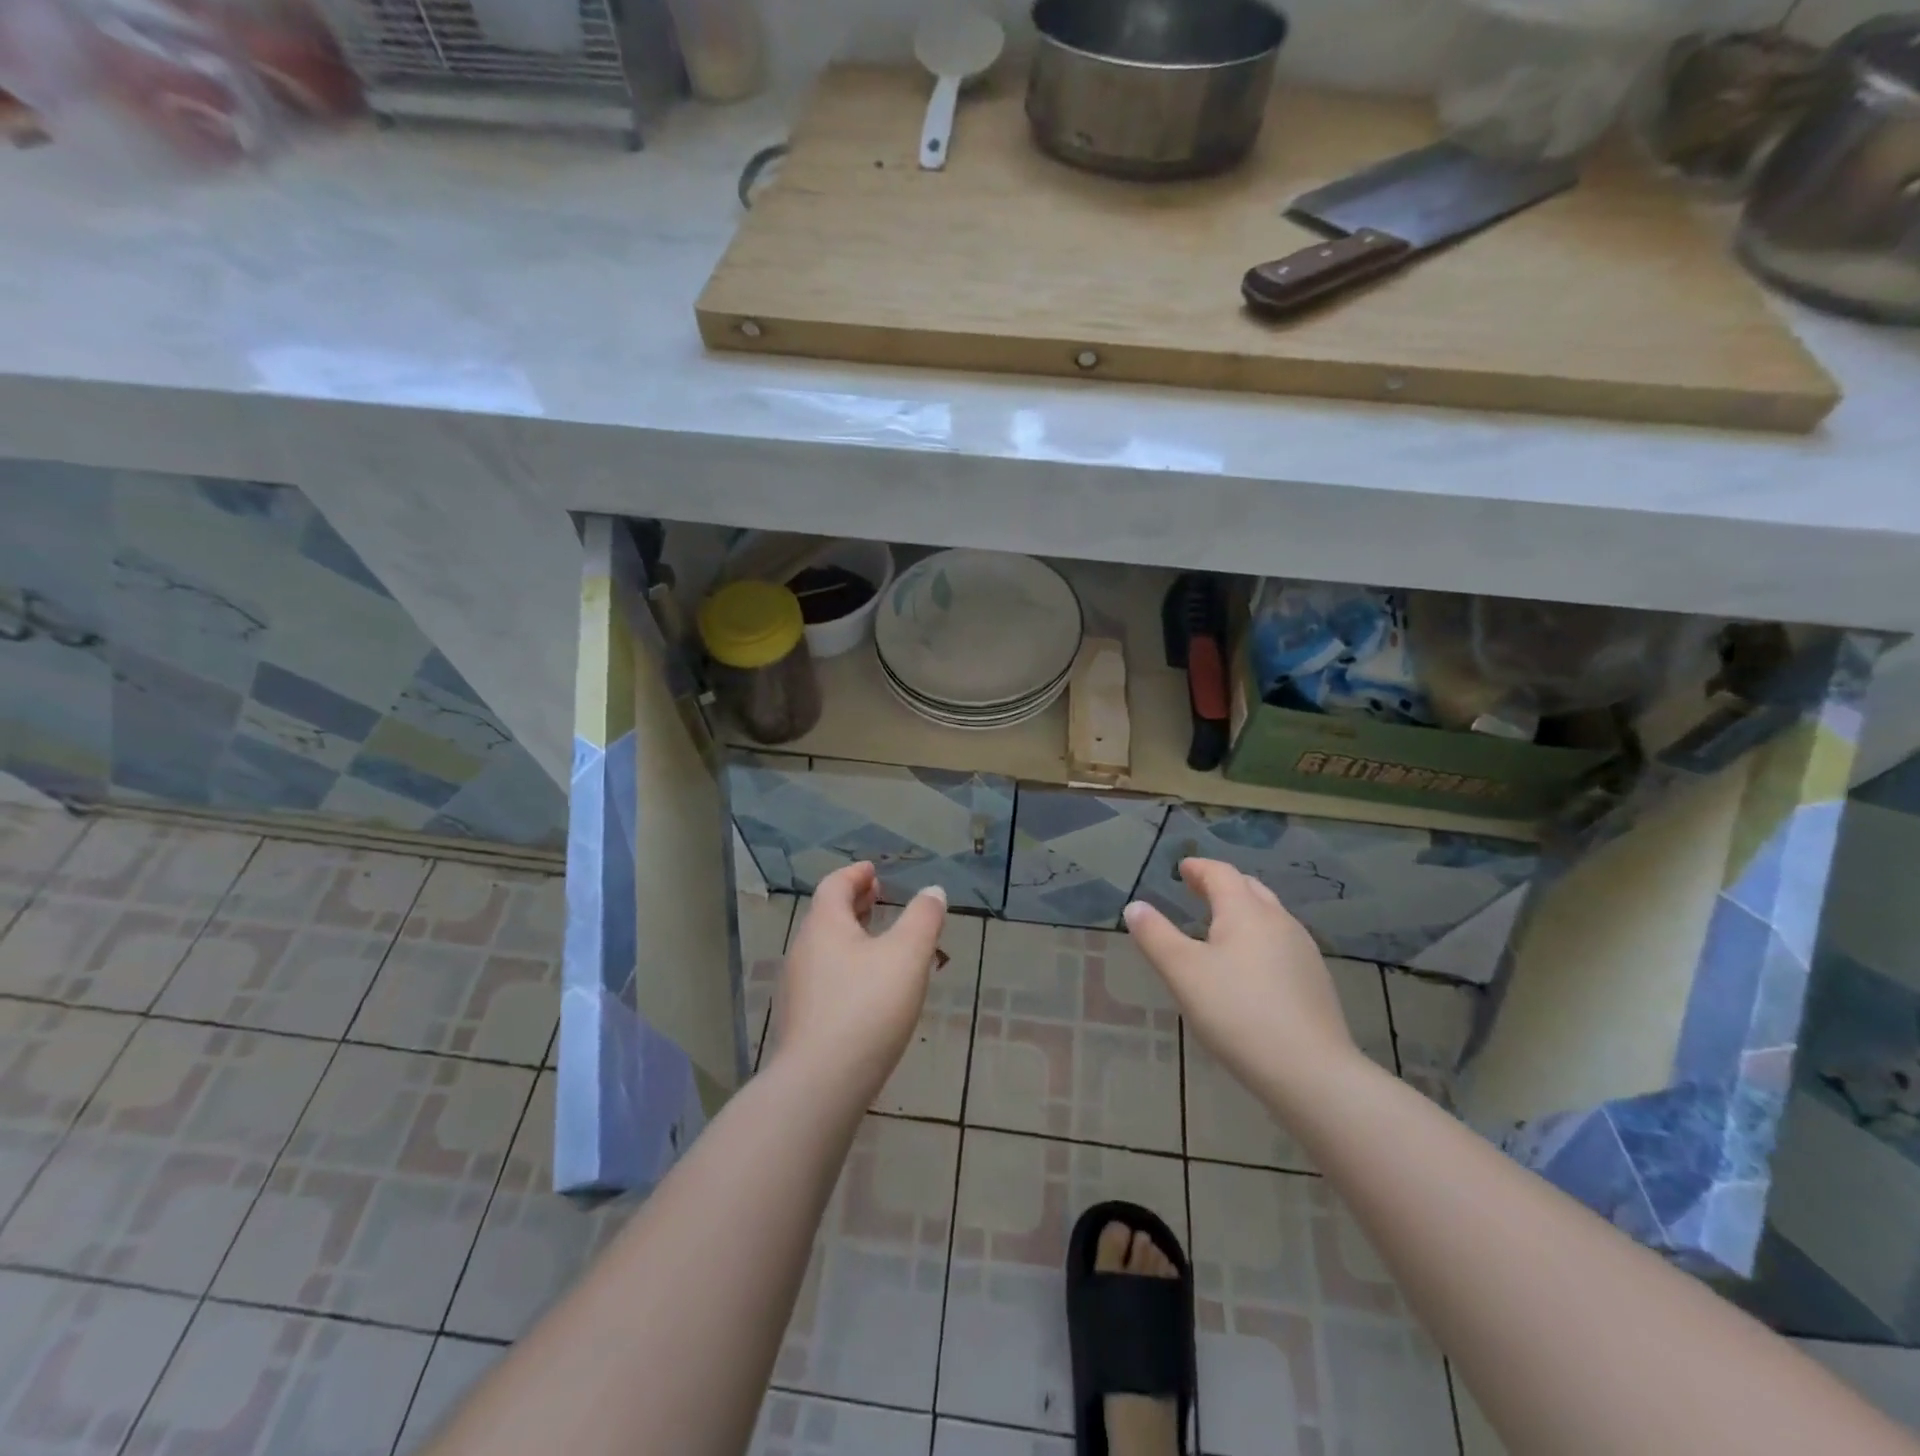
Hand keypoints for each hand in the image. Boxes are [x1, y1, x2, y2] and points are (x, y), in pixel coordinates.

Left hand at [769, 862, 946, 1103]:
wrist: (821, 1084)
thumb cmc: (868, 1007)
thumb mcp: (908, 955)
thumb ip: (923, 919)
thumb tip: (933, 891)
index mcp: (825, 925)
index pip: (835, 885)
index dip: (856, 875)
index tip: (874, 872)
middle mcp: (804, 950)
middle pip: (828, 915)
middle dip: (854, 903)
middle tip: (879, 898)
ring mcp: (797, 988)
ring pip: (826, 948)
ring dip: (851, 936)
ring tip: (880, 942)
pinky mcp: (801, 1020)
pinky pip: (825, 977)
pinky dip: (847, 966)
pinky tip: (868, 988)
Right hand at [1123, 858, 1358, 1101]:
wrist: (1311, 1072)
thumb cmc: (1237, 1013)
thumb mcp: (1183, 973)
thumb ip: (1155, 936)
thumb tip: (1135, 907)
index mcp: (1246, 912)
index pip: (1221, 874)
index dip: (1200, 868)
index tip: (1183, 869)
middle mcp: (1279, 922)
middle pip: (1249, 889)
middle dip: (1221, 885)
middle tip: (1197, 890)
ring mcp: (1303, 952)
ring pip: (1269, 916)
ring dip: (1243, 911)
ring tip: (1220, 927)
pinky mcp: (1315, 982)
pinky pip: (1281, 944)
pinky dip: (1259, 939)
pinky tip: (1250, 967)